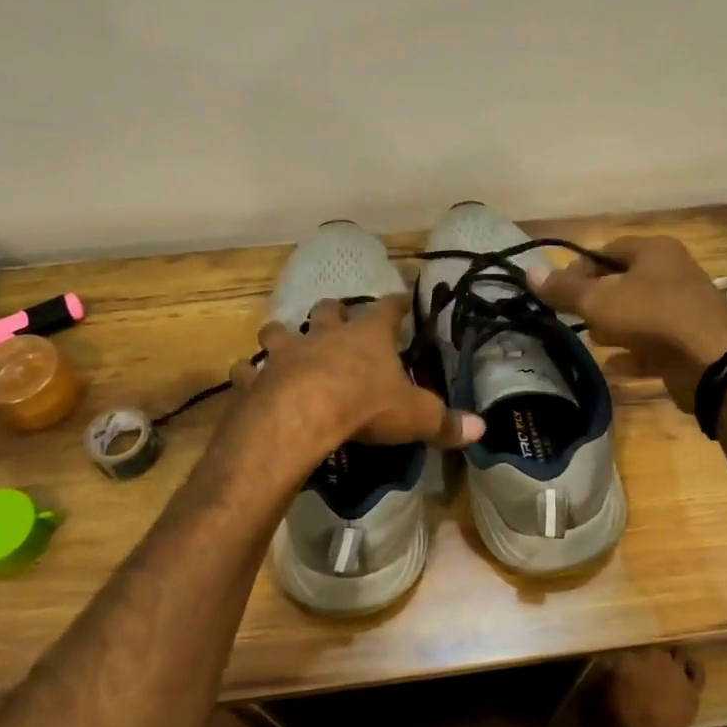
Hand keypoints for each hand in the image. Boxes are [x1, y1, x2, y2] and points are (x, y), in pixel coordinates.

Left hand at [229, 293, 482, 460]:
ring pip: (280, 330)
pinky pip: (247, 369)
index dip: (397, 303)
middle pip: (329, 309)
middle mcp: (325, 334)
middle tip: (336, 317)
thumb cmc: (364, 406)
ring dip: (282, 334)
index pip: (388, 309)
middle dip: (333, 311)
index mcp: (367, 336)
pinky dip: (247, 373)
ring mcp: (286, 352)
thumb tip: (481, 429)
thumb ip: (445, 423)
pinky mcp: (257, 377)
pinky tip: (245, 377)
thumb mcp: (415, 417)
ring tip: (283, 341)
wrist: (300, 416)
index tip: (402, 297)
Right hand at [537, 236, 726, 410]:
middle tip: (573, 318)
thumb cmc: (652, 317)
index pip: (608, 250)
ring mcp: (685, 309)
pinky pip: (653, 345)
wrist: (712, 362)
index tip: (559, 291)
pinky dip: (633, 353)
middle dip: (596, 300)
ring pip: (639, 314)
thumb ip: (564, 289)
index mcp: (655, 251)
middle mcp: (673, 273)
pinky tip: (613, 366)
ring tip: (592, 342)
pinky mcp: (689, 342)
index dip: (579, 267)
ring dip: (615, 328)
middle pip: (624, 282)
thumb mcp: (599, 301)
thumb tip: (529, 272)